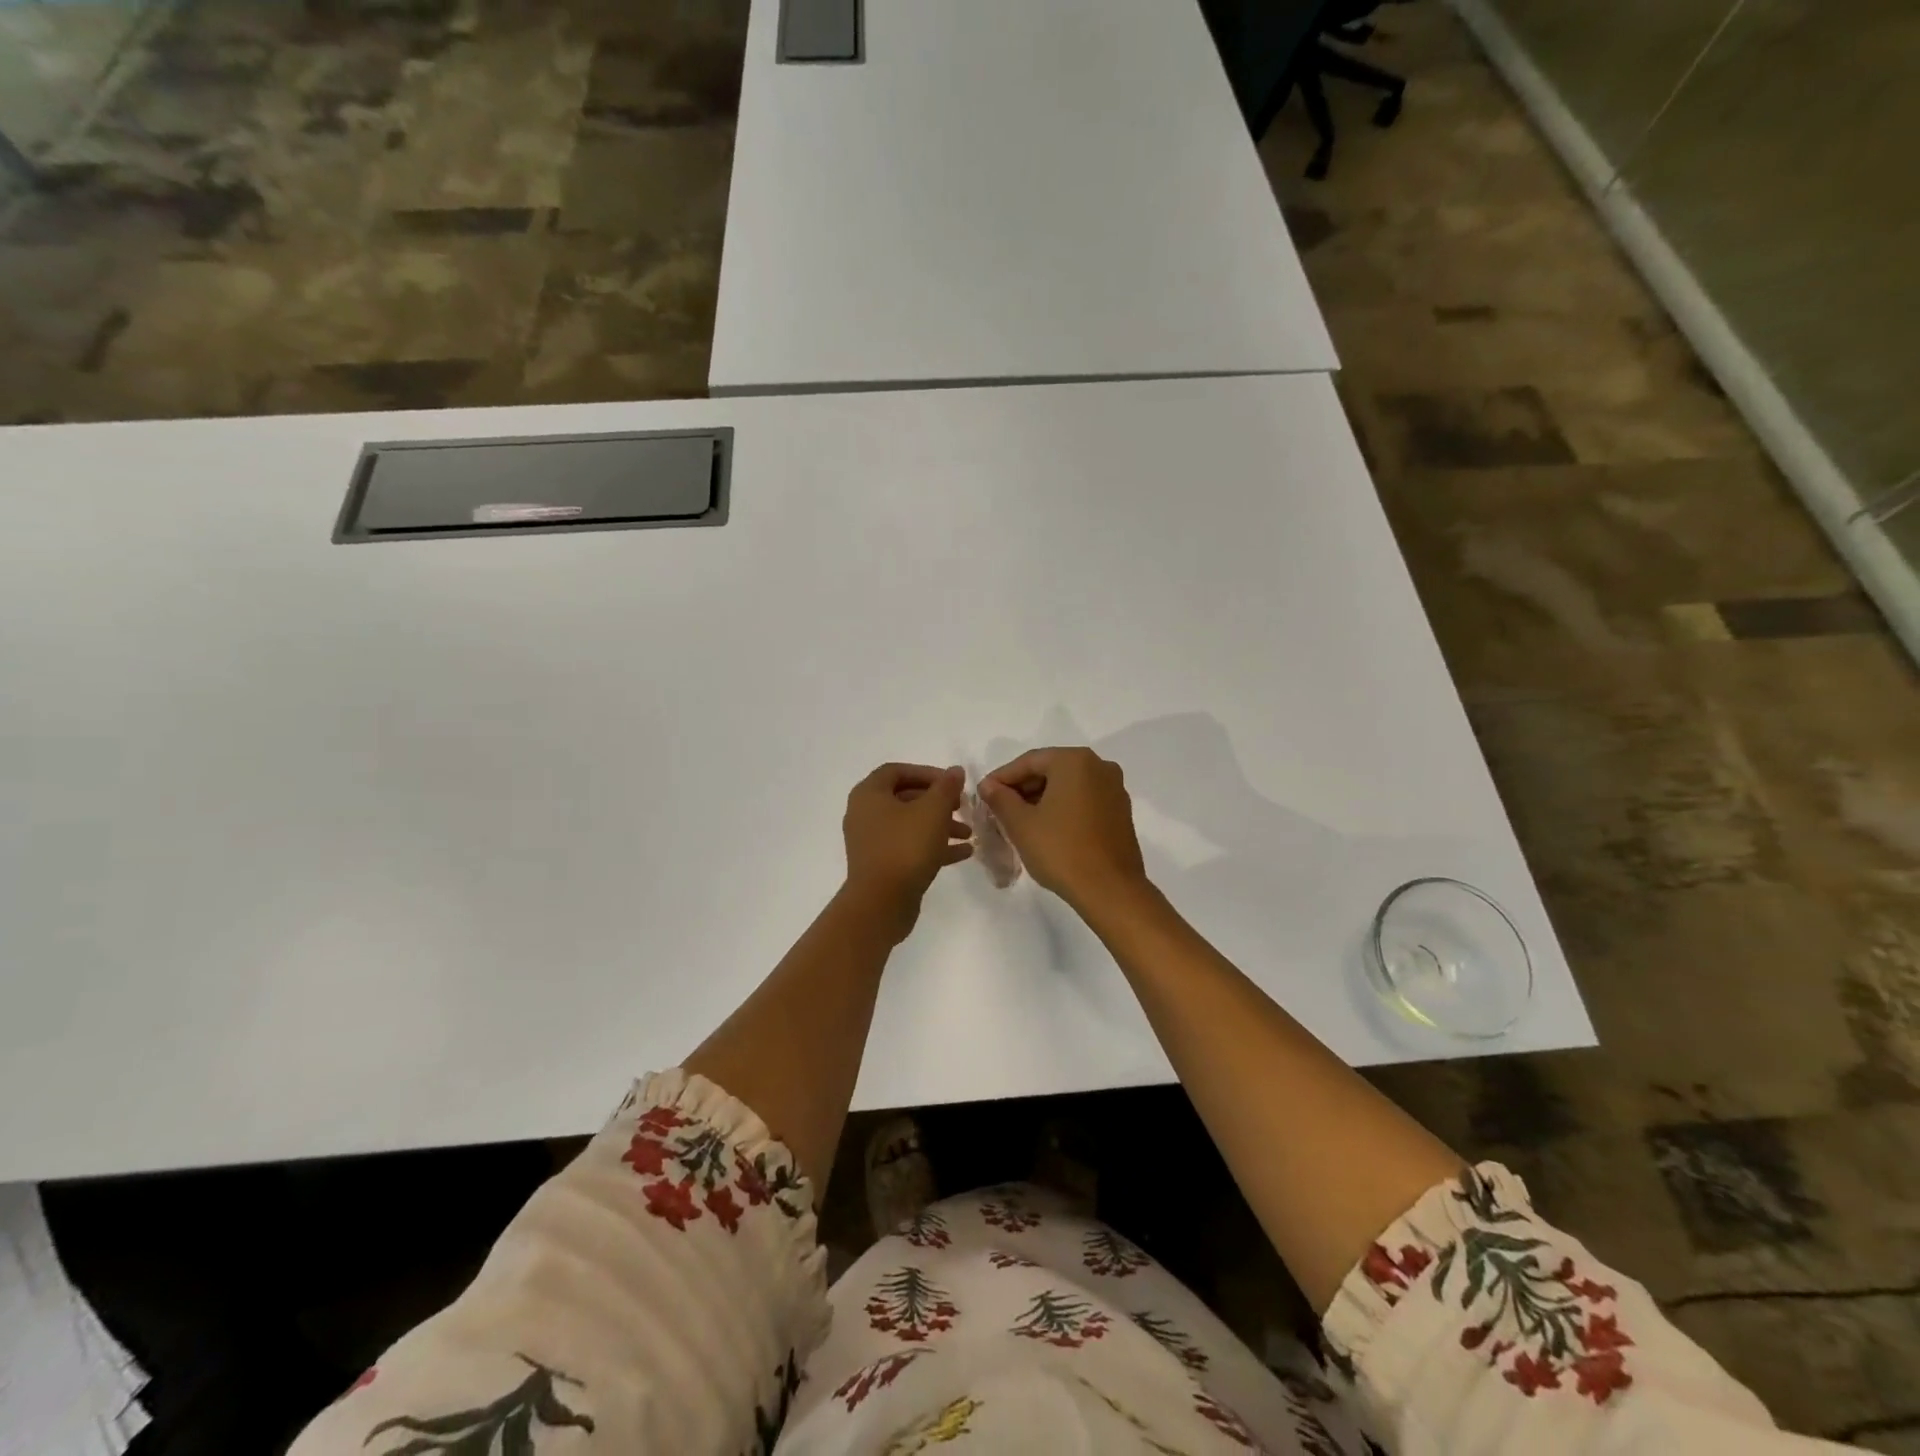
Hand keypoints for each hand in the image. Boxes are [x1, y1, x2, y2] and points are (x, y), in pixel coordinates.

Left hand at [842, 763, 972, 942]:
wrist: (881, 903)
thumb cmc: (905, 847)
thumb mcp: (932, 811)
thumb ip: (946, 787)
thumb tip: (955, 770)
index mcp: (869, 794)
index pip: (897, 771)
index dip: (927, 773)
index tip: (951, 783)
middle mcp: (865, 814)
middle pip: (905, 798)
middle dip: (938, 802)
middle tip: (962, 807)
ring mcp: (872, 842)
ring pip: (909, 825)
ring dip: (940, 825)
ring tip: (968, 834)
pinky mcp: (882, 865)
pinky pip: (909, 847)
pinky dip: (933, 847)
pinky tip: (964, 853)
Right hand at [979, 748, 1148, 912]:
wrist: (1110, 890)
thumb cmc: (1061, 850)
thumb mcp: (1021, 824)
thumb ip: (1000, 798)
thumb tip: (988, 785)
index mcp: (1075, 761)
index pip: (1029, 761)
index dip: (1002, 777)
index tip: (983, 794)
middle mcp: (1099, 766)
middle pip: (1051, 770)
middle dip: (1023, 788)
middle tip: (999, 808)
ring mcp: (1114, 789)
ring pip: (1068, 786)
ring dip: (1042, 799)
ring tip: (1019, 821)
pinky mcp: (1121, 812)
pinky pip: (1084, 800)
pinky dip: (1063, 808)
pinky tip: (1047, 828)